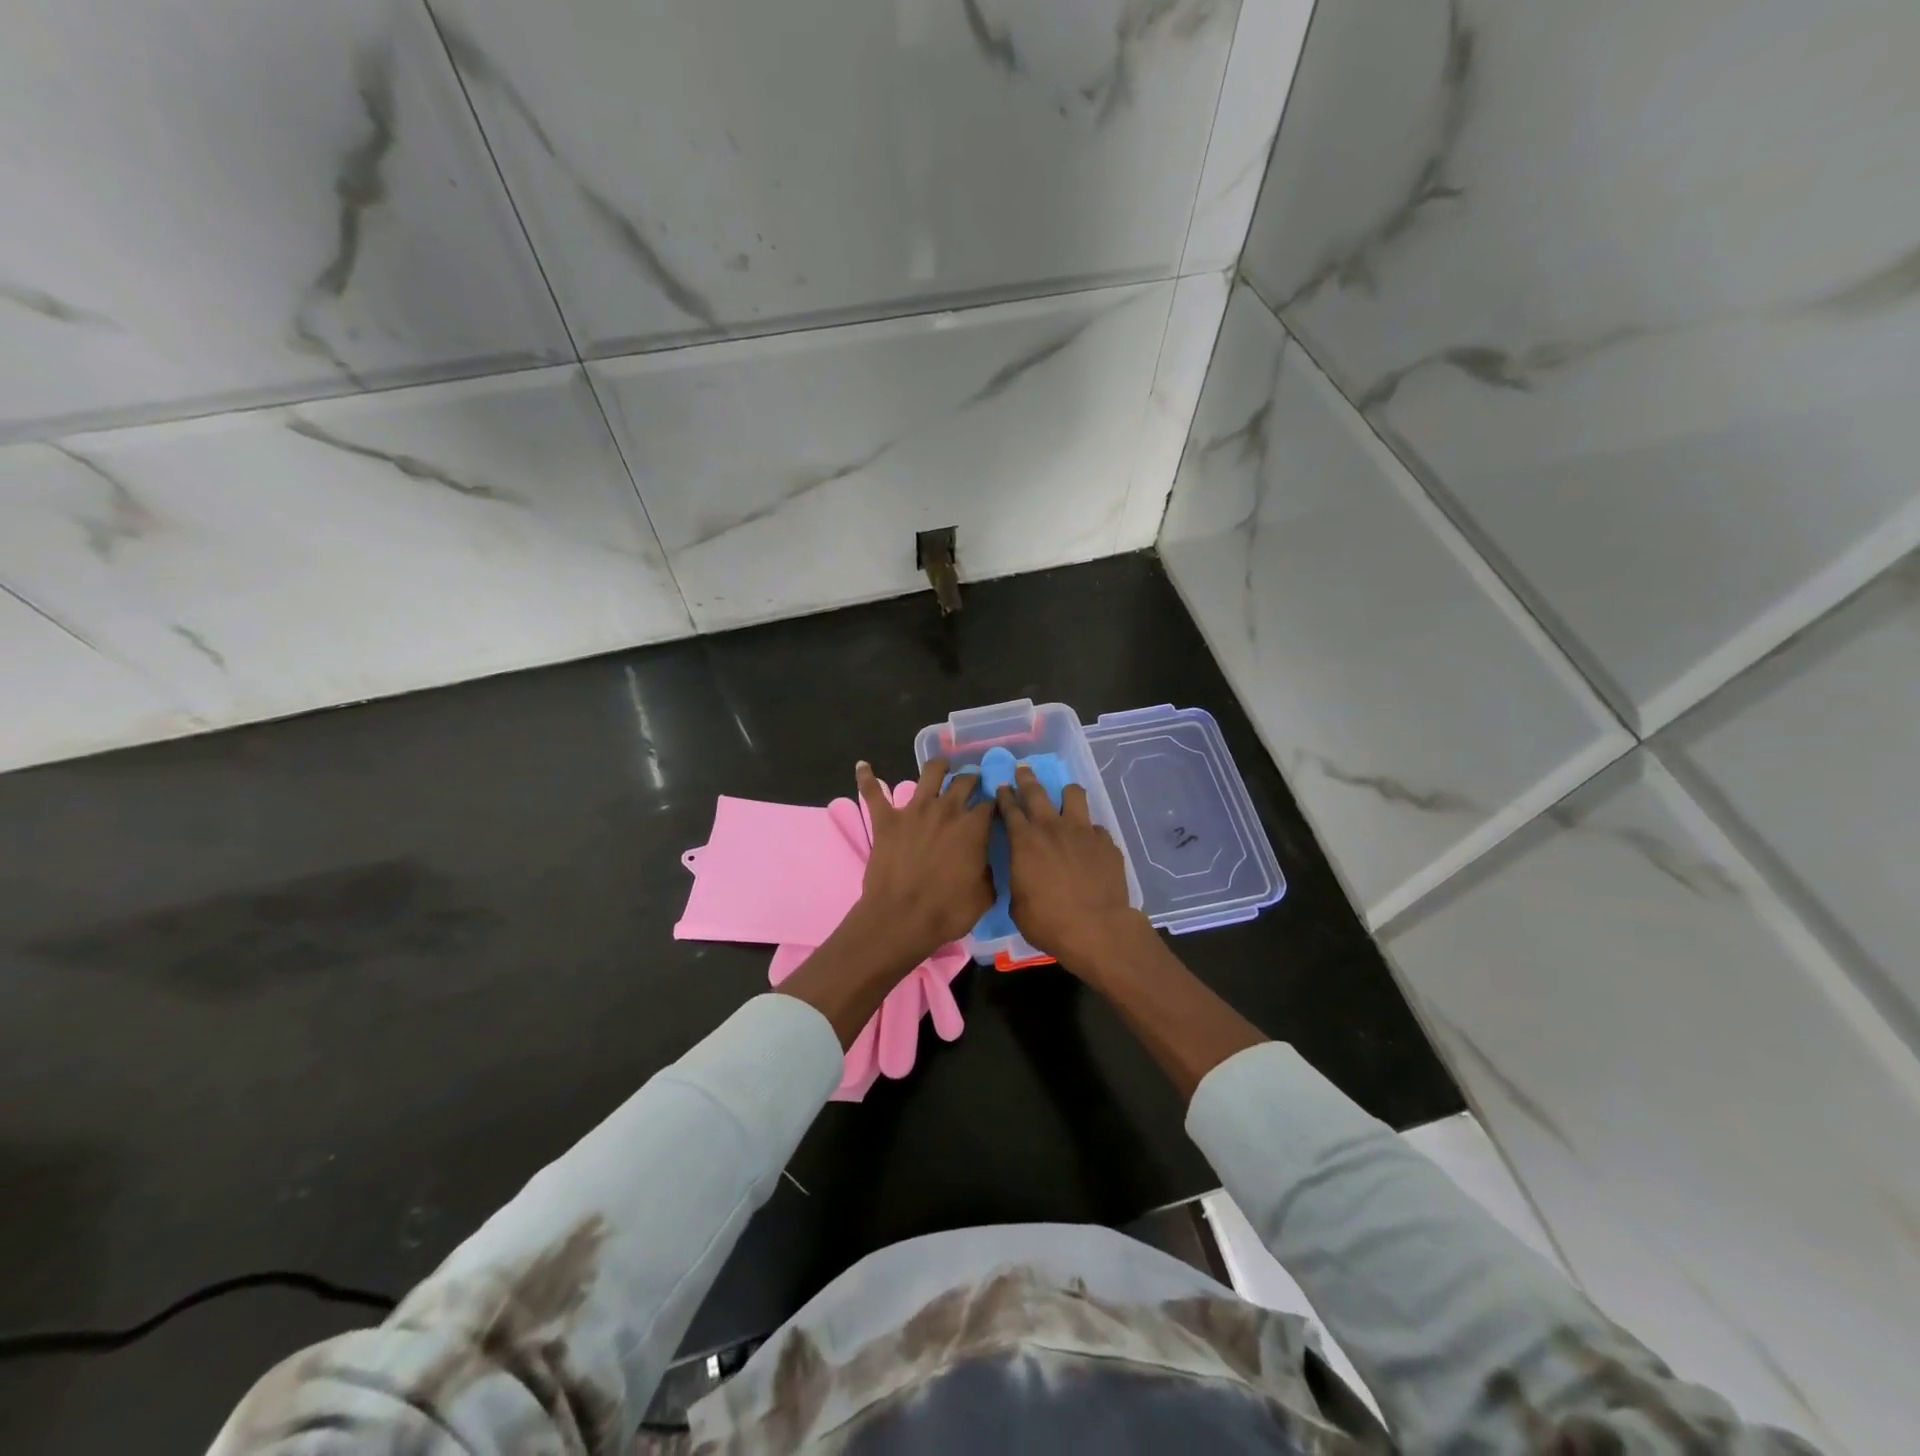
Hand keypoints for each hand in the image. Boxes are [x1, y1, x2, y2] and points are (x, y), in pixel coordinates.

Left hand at [853, 757, 994, 962]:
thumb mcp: (984, 896)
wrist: (900, 920)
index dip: (994, 804)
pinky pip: (872, 792)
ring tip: (941, 765)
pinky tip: (863, 766)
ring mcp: (914, 811)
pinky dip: (866, 777)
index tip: (995, 806)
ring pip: (930, 773)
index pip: (990, 805)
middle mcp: (946, 810)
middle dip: (971, 779)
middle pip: (964, 781)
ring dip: (938, 766)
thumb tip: (987, 863)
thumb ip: (989, 872)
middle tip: (972, 781)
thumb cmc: (946, 912)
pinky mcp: (886, 819)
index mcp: (973, 828)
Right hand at [996, 763, 1146, 972]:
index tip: (1002, 787)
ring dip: (1066, 794)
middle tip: (1023, 769)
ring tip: (1065, 797)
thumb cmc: (1048, 922)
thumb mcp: (1017, 905)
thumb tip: (1023, 875)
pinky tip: (1090, 845)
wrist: (1096, 929)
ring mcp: (1083, 831)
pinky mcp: (1106, 843)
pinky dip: (1090, 833)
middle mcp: (1052, 827)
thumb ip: (1019, 880)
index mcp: (1024, 841)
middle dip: (1027, 778)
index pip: (1010, 808)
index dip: (1004, 796)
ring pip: (1074, 795)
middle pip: (1037, 791)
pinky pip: (1096, 828)